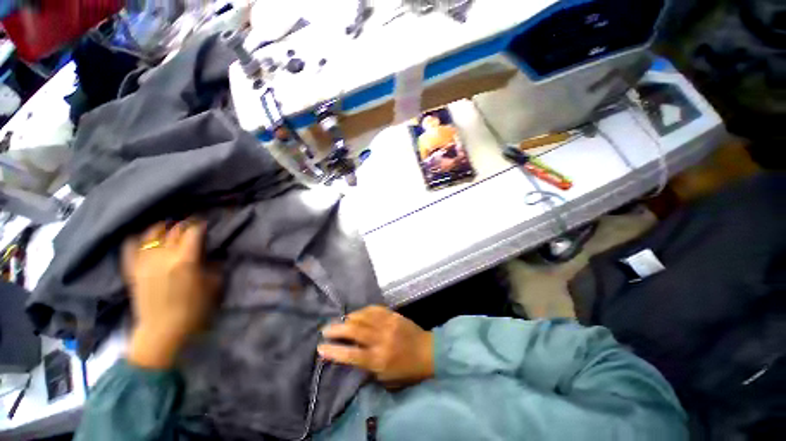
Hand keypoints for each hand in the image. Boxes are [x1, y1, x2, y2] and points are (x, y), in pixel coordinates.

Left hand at [122, 221, 219, 368]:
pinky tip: (144, 238)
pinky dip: (137, 238)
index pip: (193, 232)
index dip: (200, 225)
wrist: (162, 329)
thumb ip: (214, 265)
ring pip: (151, 234)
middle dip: (184, 224)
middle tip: (192, 224)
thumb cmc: (194, 308)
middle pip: (174, 230)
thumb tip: (213, 253)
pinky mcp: (132, 270)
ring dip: (162, 227)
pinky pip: (130, 247)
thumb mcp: (213, 285)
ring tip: (169, 226)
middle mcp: (163, 256)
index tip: (205, 223)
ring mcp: (144, 262)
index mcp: (185, 260)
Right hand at [318, 306, 433, 387]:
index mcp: (378, 359)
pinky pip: (375, 309)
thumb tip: (351, 356)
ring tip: (341, 320)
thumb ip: (367, 367)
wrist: (428, 352)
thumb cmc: (406, 370)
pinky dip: (363, 310)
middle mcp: (380, 340)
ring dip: (349, 318)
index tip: (320, 348)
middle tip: (325, 329)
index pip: (350, 354)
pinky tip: (357, 313)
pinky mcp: (393, 315)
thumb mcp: (385, 378)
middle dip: (336, 329)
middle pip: (354, 331)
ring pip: (363, 317)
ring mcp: (387, 324)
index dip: (333, 351)